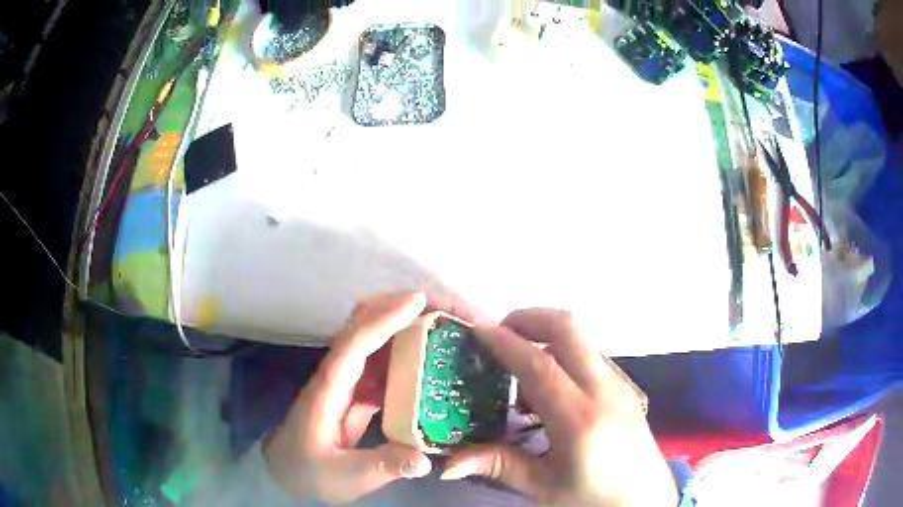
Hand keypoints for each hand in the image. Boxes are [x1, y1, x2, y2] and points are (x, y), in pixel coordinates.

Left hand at [264, 292, 432, 503]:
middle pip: (363, 327)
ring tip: (443, 325)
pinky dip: (405, 355)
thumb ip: (383, 466)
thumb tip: (426, 459)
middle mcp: (338, 376)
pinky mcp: (357, 394)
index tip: (419, 301)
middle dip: (398, 309)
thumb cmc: (308, 473)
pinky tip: (430, 359)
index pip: (355, 343)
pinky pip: (382, 366)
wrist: (288, 474)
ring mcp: (347, 383)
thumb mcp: (346, 477)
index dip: (384, 319)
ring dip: (405, 328)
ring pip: (374, 342)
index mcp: (329, 389)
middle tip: (441, 306)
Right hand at [441, 309, 678, 506]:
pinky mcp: (624, 387)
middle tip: (498, 334)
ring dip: (546, 334)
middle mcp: (603, 391)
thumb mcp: (542, 486)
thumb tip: (447, 465)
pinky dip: (563, 351)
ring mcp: (618, 384)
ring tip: (518, 362)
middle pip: (568, 328)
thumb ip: (497, 465)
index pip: (538, 365)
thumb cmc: (592, 498)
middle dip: (528, 319)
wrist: (643, 500)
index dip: (505, 342)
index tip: (476, 331)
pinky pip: (590, 353)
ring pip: (581, 337)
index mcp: (578, 419)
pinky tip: (548, 385)